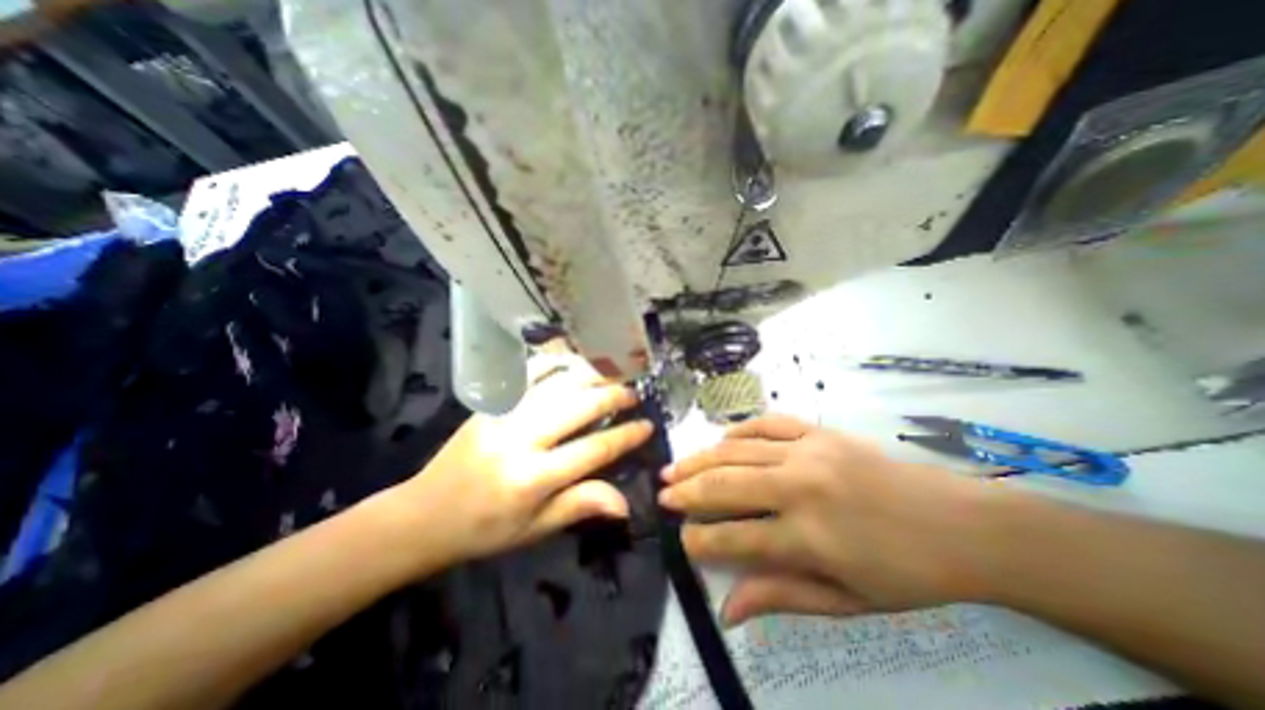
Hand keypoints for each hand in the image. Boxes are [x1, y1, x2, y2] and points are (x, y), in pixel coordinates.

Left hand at [382, 355, 652, 571]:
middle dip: (613, 397)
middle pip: (579, 407)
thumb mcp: (535, 529)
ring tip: (611, 375)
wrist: (424, 514)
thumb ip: (580, 505)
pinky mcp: (489, 404)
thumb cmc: (484, 530)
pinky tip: (572, 362)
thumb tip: (626, 502)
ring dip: (589, 376)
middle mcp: (520, 440)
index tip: (648, 426)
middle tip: (633, 394)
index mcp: (533, 478)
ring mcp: (502, 415)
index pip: (594, 449)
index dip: (626, 436)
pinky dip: (553, 363)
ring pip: (556, 384)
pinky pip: (526, 374)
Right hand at [663, 416, 997, 627]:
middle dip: (687, 492)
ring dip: (700, 459)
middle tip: (662, 495)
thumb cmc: (905, 572)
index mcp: (810, 536)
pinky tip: (721, 440)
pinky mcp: (819, 431)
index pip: (734, 539)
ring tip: (674, 467)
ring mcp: (809, 451)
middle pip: (726, 485)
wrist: (959, 523)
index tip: (681, 541)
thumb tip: (728, 609)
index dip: (700, 541)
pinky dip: (739, 430)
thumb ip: (782, 596)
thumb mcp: (846, 600)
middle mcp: (801, 487)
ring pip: (738, 450)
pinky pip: (767, 422)